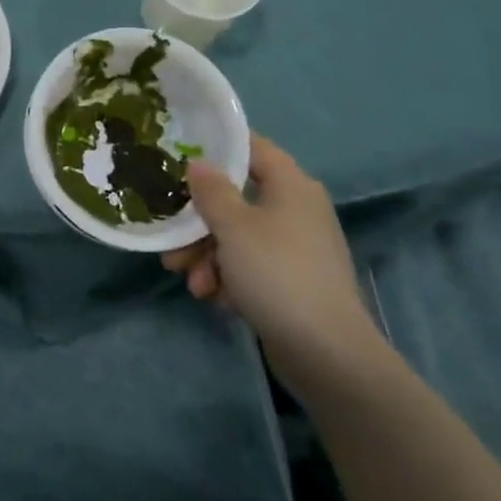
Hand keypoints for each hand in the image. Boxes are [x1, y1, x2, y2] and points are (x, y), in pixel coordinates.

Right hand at [162, 134, 377, 354]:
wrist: (327, 353)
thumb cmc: (277, 273)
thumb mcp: (233, 227)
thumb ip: (211, 191)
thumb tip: (199, 163)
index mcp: (290, 184)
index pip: (251, 147)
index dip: (216, 147)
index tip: (179, 157)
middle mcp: (296, 209)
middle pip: (236, 199)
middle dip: (200, 224)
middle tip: (173, 245)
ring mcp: (296, 247)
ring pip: (239, 237)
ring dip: (209, 257)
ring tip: (193, 285)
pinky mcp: (293, 281)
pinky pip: (252, 266)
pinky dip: (230, 278)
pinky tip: (216, 299)